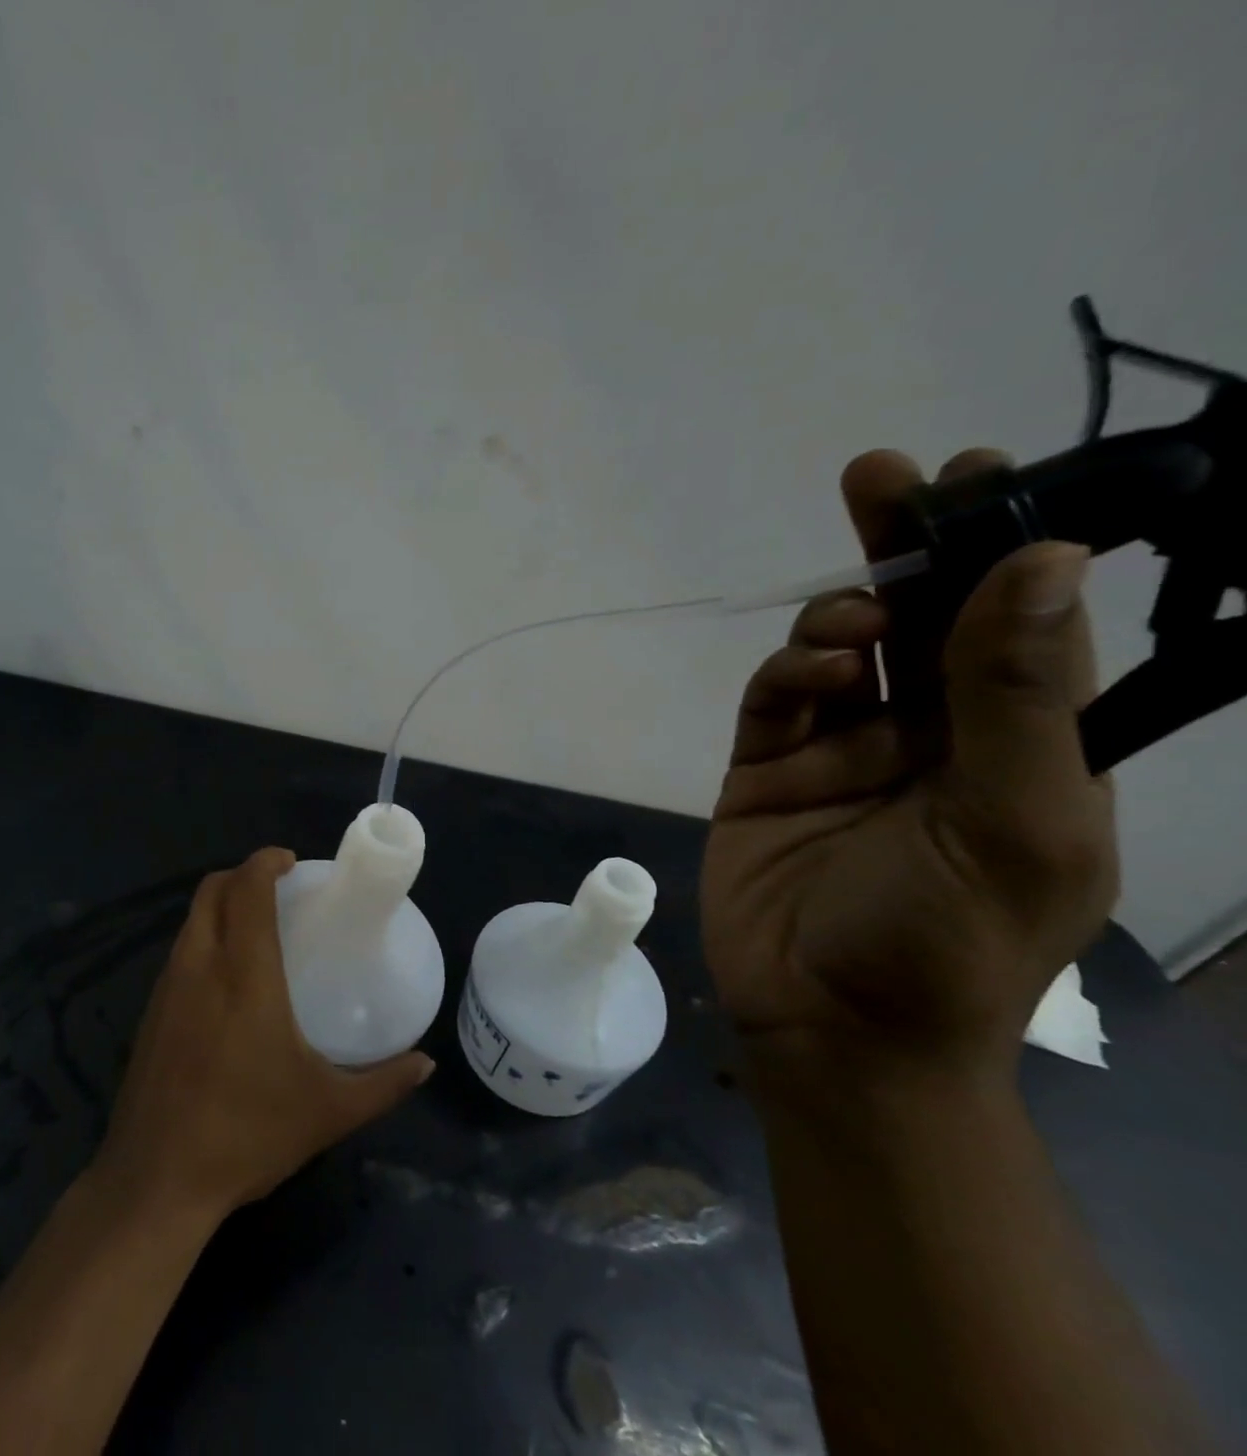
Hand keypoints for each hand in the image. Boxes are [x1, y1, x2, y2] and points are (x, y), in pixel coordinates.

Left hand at [92, 848, 433, 1219]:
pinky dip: (203, 938)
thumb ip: (383, 1083)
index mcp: (244, 972)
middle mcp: (200, 965)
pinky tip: (225, 978)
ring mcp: (167, 987)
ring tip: (255, 927)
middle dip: (242, 875)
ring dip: (220, 905)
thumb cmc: (247, 1133)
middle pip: (211, 890)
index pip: (246, 889)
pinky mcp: (150, 1012)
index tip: (291, 862)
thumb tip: (425, 1063)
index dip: (266, 862)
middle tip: (277, 889)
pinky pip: (179, 951)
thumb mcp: (328, 1110)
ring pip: (191, 919)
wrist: (156, 1180)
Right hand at [701, 449, 1117, 1086]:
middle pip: (916, 621)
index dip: (1004, 546)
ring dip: (838, 621)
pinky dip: (786, 676)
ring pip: (834, 654)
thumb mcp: (1012, 821)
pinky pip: (772, 703)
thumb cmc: (946, 940)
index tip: (982, 473)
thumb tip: (1044, 564)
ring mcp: (837, 753)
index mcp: (1015, 745)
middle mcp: (927, 736)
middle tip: (880, 478)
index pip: (1017, 624)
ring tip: (847, 626)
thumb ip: (1017, 698)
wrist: (831, 1027)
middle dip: (903, 548)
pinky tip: (805, 677)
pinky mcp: (763, 772)